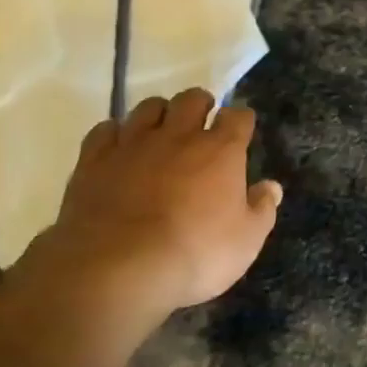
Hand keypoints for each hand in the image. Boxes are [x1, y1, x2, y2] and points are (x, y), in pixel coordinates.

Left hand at [8, 88, 282, 332]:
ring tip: (160, 133)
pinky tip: (118, 149)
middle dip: (200, 105)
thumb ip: (262, 210)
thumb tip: (271, 186)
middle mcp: (178, 135)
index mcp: (220, 151)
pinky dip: (114, 134)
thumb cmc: (194, 254)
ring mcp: (133, 143)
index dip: (240, 120)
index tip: (240, 130)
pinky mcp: (95, 159)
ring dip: (158, 114)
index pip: (238, 116)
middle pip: (192, 99)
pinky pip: (105, 130)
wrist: (117, 268)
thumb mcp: (245, 242)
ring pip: (148, 107)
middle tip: (200, 124)